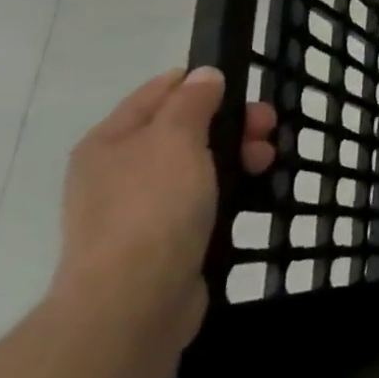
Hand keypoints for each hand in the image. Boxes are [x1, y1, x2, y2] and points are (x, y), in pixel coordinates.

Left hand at [49, 67, 275, 351]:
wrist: (135, 301)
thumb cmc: (153, 208)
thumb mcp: (176, 139)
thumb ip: (192, 101)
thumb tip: (204, 75)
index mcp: (111, 140)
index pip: (159, 91)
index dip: (202, 83)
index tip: (244, 90)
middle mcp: (118, 170)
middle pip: (183, 128)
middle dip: (229, 122)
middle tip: (267, 129)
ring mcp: (138, 207)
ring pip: (196, 164)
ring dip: (234, 155)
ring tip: (265, 163)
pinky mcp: (161, 239)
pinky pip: (199, 199)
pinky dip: (226, 189)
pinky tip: (250, 193)